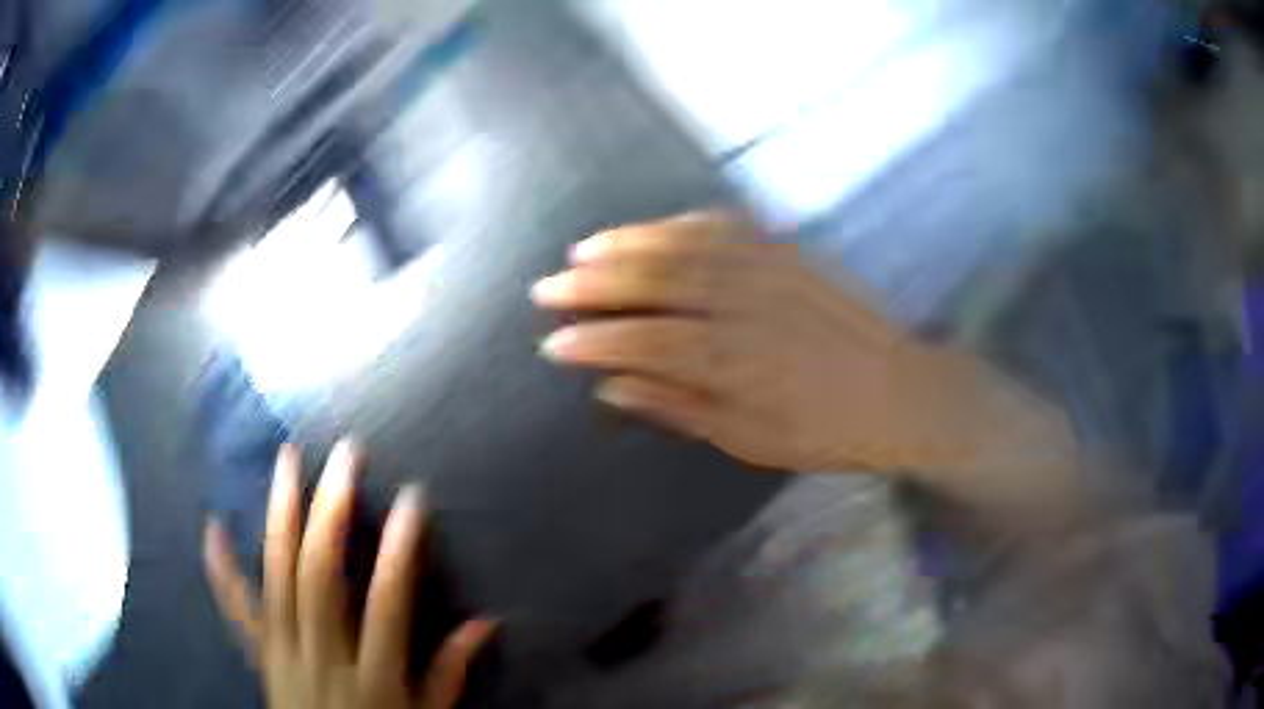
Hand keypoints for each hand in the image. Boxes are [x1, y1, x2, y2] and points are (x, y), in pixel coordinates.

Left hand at [203, 440, 495, 708]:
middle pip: (321, 578)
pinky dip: (222, 569)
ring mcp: (282, 654)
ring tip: (287, 461)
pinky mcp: (260, 656)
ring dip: (281, 515)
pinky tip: (213, 527)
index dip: (399, 552)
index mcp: (372, 679)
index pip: (387, 605)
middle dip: (331, 513)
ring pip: (277, 577)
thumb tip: (485, 623)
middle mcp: (321, 658)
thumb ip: (449, 673)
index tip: (412, 500)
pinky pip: (236, 609)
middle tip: (343, 457)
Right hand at [531, 211, 987, 473]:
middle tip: (549, 286)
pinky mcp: (791, 254)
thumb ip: (680, 409)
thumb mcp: (751, 443)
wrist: (899, 392)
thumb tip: (613, 386)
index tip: (553, 341)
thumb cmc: (825, 431)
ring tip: (583, 249)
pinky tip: (655, 228)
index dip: (592, 340)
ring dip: (627, 244)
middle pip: (655, 285)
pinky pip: (728, 228)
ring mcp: (770, 273)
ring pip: (684, 247)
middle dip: (592, 285)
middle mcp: (746, 310)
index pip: (643, 343)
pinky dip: (682, 224)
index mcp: (734, 366)